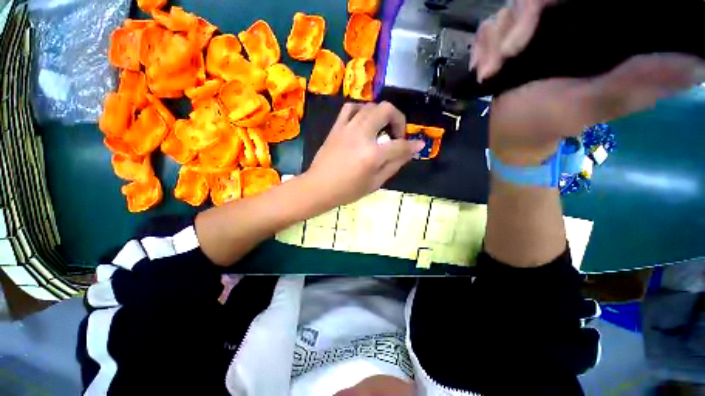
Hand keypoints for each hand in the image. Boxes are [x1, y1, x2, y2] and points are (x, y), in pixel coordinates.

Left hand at [303, 102, 423, 206]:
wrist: (319, 187)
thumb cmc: (347, 190)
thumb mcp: (375, 183)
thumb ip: (394, 165)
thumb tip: (411, 151)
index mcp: (372, 154)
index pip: (399, 144)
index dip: (413, 145)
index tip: (418, 145)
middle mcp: (361, 135)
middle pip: (386, 110)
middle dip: (398, 120)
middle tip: (396, 136)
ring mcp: (347, 128)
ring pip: (370, 106)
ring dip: (381, 114)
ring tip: (381, 129)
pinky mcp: (336, 127)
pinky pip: (350, 108)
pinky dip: (361, 110)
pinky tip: (363, 121)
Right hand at [472, 0, 704, 164]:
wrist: (512, 135)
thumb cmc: (546, 123)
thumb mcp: (590, 106)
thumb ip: (634, 84)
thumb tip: (695, 64)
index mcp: (592, 30)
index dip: (535, 6)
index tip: (518, 43)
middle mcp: (565, 22)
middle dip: (507, 30)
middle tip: (499, 63)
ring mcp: (534, 31)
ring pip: (505, 12)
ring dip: (490, 44)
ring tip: (489, 72)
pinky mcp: (510, 42)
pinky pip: (489, 28)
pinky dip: (480, 47)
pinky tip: (483, 69)